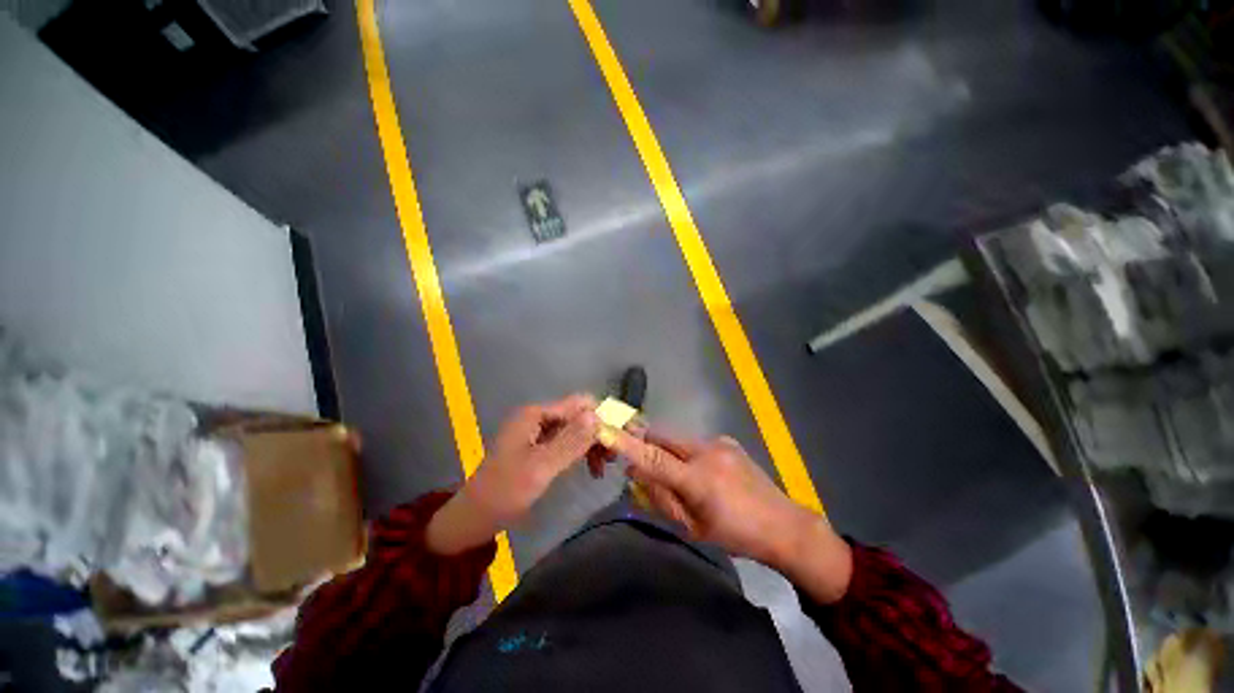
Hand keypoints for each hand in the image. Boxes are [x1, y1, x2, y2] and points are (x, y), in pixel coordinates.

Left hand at [428, 394, 599, 553]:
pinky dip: (581, 453)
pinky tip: (590, 469)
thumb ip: (570, 442)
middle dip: (599, 433)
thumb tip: (598, 415)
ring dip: (592, 444)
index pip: (580, 404)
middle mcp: (539, 417)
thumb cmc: (504, 493)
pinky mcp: (540, 447)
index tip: (619, 439)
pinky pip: (568, 442)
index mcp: (536, 414)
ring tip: (603, 468)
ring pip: (576, 429)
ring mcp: (539, 432)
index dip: (602, 417)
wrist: (473, 519)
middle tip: (613, 458)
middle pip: (580, 415)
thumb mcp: (540, 468)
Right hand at [611, 430, 852, 602]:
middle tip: (641, 459)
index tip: (607, 432)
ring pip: (676, 438)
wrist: (785, 525)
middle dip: (645, 442)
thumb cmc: (736, 536)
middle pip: (661, 435)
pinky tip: (702, 473)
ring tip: (679, 475)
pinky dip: (686, 452)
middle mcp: (706, 452)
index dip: (628, 444)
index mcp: (699, 480)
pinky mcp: (726, 440)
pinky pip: (694, 441)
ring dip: (667, 450)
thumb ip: (661, 497)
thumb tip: (636, 472)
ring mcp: (718, 442)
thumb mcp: (693, 527)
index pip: (654, 457)